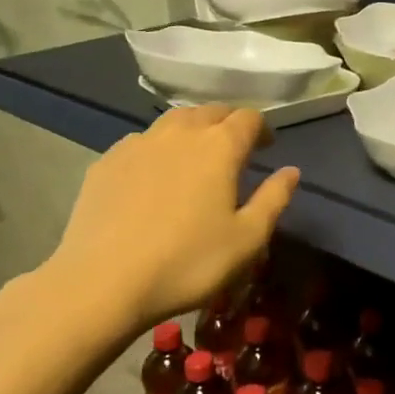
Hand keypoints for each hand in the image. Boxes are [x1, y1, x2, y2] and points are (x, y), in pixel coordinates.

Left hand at [35, 106, 299, 334]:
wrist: (103, 282)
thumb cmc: (188, 262)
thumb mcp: (247, 239)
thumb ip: (274, 199)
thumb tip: (291, 171)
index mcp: (220, 146)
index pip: (248, 118)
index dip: (262, 128)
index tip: (266, 148)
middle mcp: (180, 133)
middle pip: (210, 111)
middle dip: (228, 123)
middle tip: (235, 148)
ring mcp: (138, 144)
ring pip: (173, 121)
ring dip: (192, 129)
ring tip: (195, 155)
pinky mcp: (106, 162)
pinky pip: (141, 142)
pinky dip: (157, 148)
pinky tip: (154, 175)